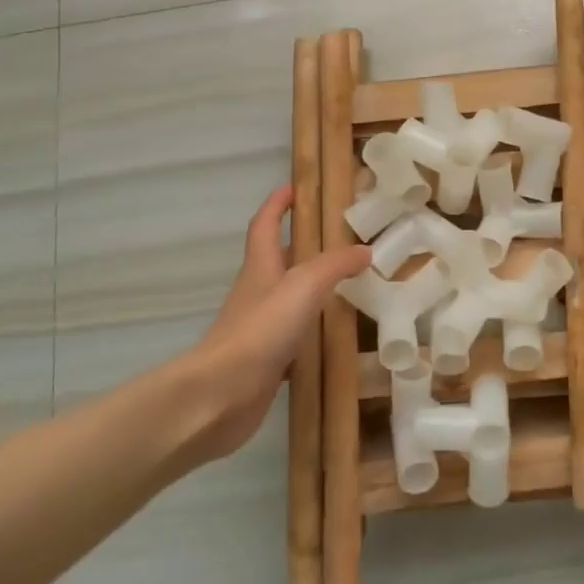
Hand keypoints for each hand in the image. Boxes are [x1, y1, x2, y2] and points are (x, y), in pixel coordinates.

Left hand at [180, 186, 369, 463]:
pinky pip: (294, 337)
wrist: (219, 396)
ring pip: (288, 299)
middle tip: (339, 239)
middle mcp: (257, 293)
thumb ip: (335, 265)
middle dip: (302, 245)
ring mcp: (259, 329)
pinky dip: (312, 332)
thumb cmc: (259, 330)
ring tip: (347, 285)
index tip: (295, 187)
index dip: (277, 204)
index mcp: (260, 267)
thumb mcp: (303, 286)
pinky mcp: (265, 362)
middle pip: (278, 260)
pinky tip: (333, 339)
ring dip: (311, 289)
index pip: (265, 225)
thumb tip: (364, 250)